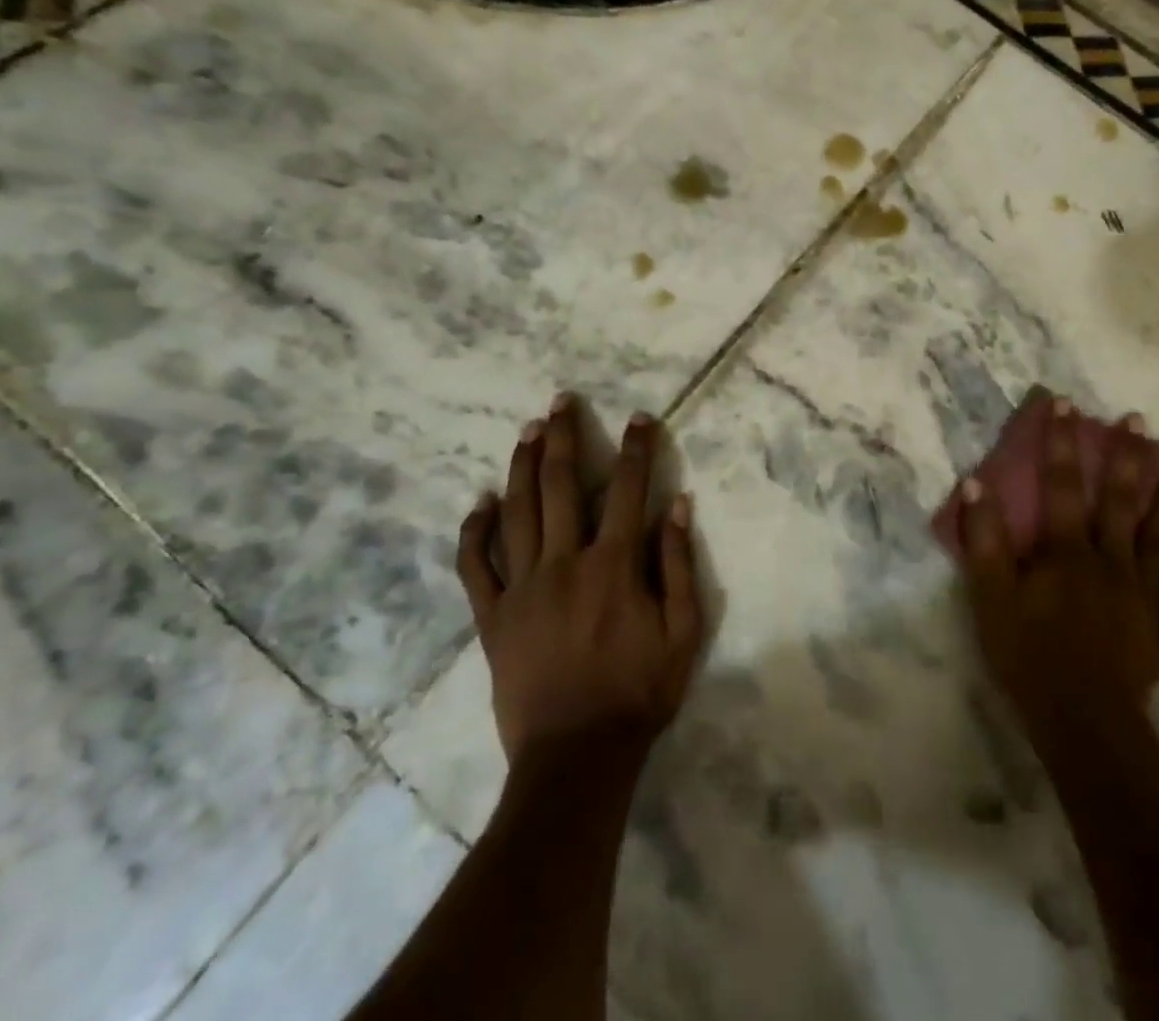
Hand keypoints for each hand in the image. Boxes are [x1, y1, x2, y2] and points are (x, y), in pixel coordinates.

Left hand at [455, 393, 702, 765]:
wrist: (576, 757)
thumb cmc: (639, 692)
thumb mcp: (683, 631)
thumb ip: (680, 564)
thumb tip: (678, 504)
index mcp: (614, 564)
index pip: (629, 489)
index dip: (636, 448)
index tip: (639, 418)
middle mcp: (565, 562)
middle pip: (563, 486)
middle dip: (565, 437)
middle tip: (561, 401)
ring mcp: (522, 588)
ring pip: (518, 512)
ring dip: (523, 466)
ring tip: (528, 430)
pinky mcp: (492, 617)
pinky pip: (475, 566)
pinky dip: (475, 531)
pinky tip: (481, 503)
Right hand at [957, 397, 1158, 757]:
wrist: (1084, 724)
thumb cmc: (1030, 658)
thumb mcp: (991, 599)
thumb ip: (985, 542)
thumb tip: (976, 485)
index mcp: (1068, 552)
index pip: (1061, 486)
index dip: (1060, 443)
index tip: (1066, 403)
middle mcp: (1112, 562)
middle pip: (1121, 503)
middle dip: (1127, 459)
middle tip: (1139, 422)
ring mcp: (1144, 595)